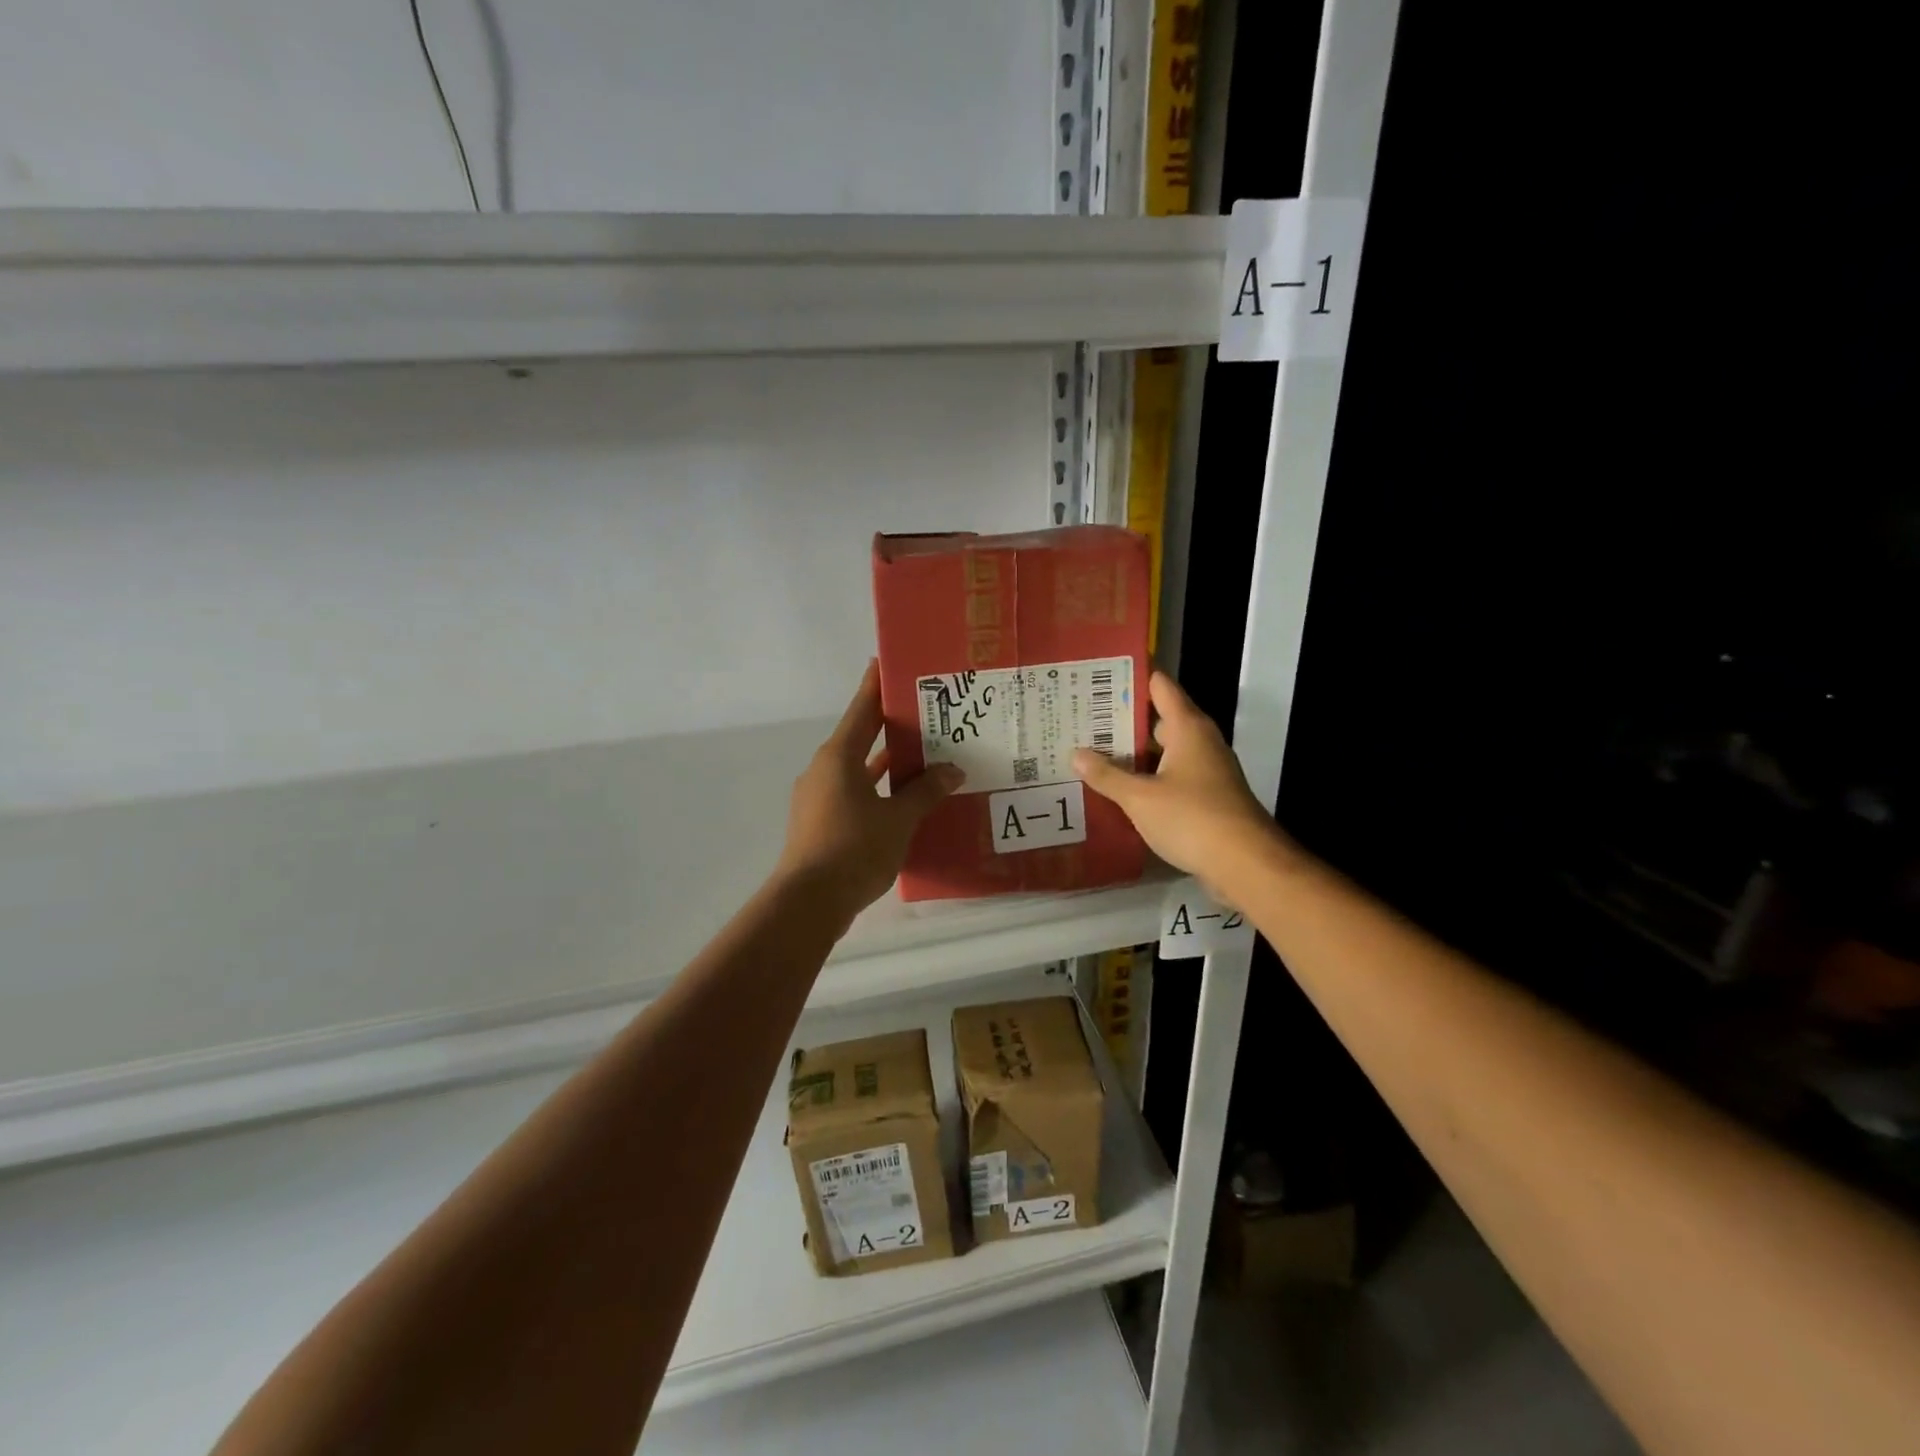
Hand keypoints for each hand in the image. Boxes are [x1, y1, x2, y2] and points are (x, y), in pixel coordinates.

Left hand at [776, 661, 963, 926]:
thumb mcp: (898, 818)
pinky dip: (876, 790)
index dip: (875, 686)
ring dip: (884, 762)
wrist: (809, 902)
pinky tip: (901, 800)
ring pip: (857, 769)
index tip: (886, 663)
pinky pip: (853, 793)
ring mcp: (818, 797)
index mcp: (839, 757)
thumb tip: (952, 770)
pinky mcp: (820, 823)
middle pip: (860, 737)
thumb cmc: (854, 848)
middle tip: (921, 711)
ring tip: (920, 754)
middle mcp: (824, 770)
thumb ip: (925, 791)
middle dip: (888, 725)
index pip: (862, 710)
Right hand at [1073, 671, 1280, 893]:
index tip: (1098, 676)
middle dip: (1123, 719)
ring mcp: (1207, 770)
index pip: (1159, 686)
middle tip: (1083, 719)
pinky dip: (1147, 778)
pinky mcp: (1207, 797)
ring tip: (1092, 752)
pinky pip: (1171, 777)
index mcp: (1187, 727)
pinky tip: (1119, 789)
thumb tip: (1076, 754)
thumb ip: (1107, 775)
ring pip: (1164, 751)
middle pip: (1158, 718)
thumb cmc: (1192, 818)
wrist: (1245, 865)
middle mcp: (1200, 741)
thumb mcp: (1140, 797)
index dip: (1131, 677)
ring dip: (1133, 753)